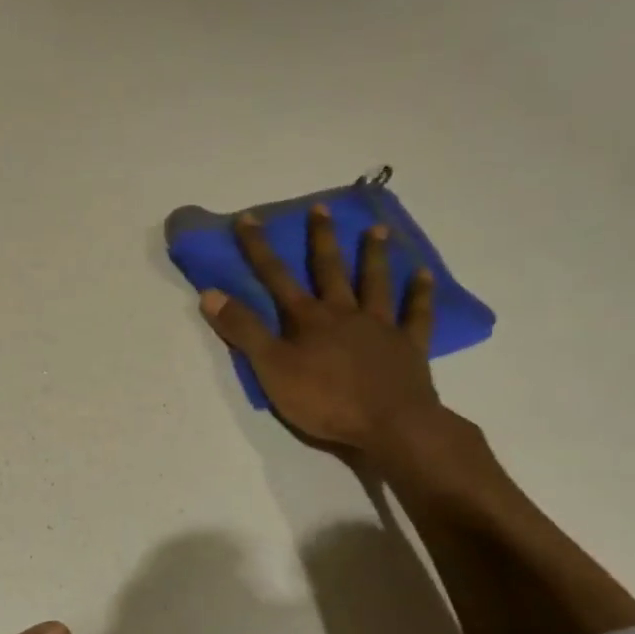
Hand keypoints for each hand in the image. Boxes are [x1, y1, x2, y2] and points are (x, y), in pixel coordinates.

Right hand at [198, 206, 441, 457]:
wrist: (392, 426)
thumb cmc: (325, 400)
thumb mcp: (271, 369)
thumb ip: (243, 331)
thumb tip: (210, 293)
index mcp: (308, 319)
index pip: (276, 276)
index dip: (258, 247)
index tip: (249, 217)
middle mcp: (344, 313)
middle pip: (330, 270)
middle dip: (321, 238)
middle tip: (320, 207)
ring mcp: (380, 327)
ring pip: (375, 283)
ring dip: (373, 255)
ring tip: (376, 229)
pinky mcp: (409, 347)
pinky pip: (416, 314)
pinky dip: (420, 294)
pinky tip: (424, 274)